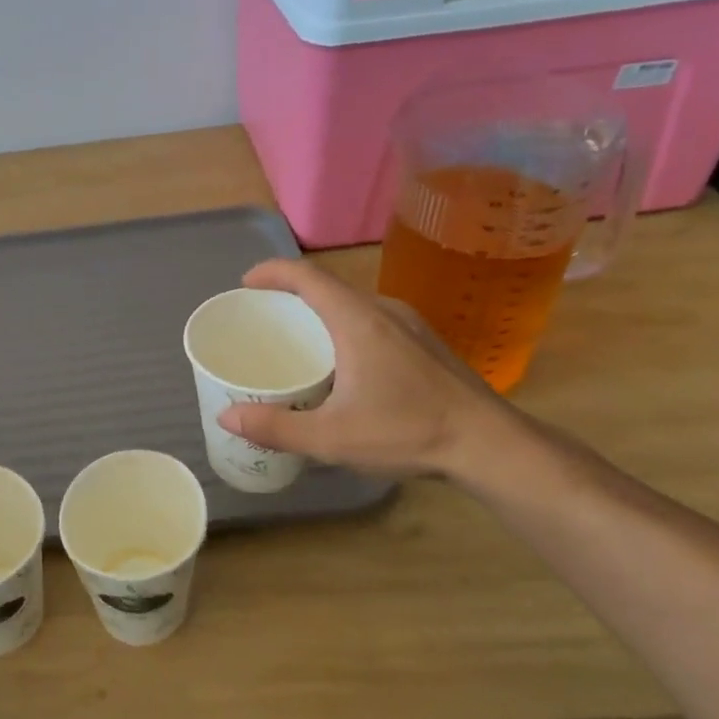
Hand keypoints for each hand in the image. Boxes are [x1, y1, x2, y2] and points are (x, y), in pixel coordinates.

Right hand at [215, 259, 513, 478]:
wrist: (492, 445)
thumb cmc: (409, 432)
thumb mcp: (332, 437)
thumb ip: (276, 427)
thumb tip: (226, 417)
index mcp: (358, 320)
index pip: (307, 276)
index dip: (271, 272)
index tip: (245, 285)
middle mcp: (384, 311)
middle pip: (328, 288)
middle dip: (290, 296)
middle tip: (263, 320)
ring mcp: (410, 324)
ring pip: (353, 304)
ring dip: (320, 313)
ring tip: (297, 342)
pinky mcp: (425, 342)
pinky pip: (372, 320)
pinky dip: (344, 327)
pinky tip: (342, 365)